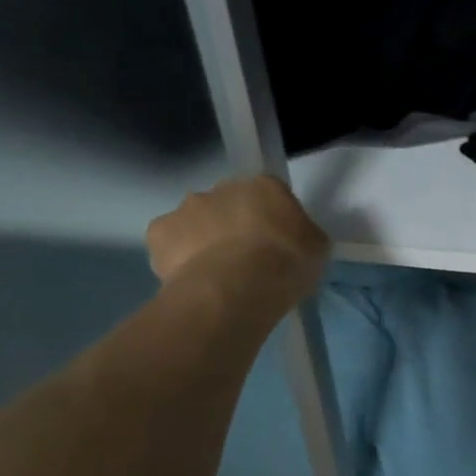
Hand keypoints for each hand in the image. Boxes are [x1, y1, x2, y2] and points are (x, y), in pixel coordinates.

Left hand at [147, 176, 329, 310]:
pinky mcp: (159, 232)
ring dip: (203, 239)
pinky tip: (191, 279)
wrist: (237, 288)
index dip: (272, 220)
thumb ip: (303, 236)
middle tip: (245, 259)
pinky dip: (176, 257)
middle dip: (233, 225)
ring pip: (195, 221)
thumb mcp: (316, 250)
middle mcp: (222, 188)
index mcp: (265, 186)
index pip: (269, 195)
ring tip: (216, 275)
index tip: (275, 244)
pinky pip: (169, 243)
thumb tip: (295, 240)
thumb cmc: (286, 264)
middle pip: (228, 203)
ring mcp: (187, 208)